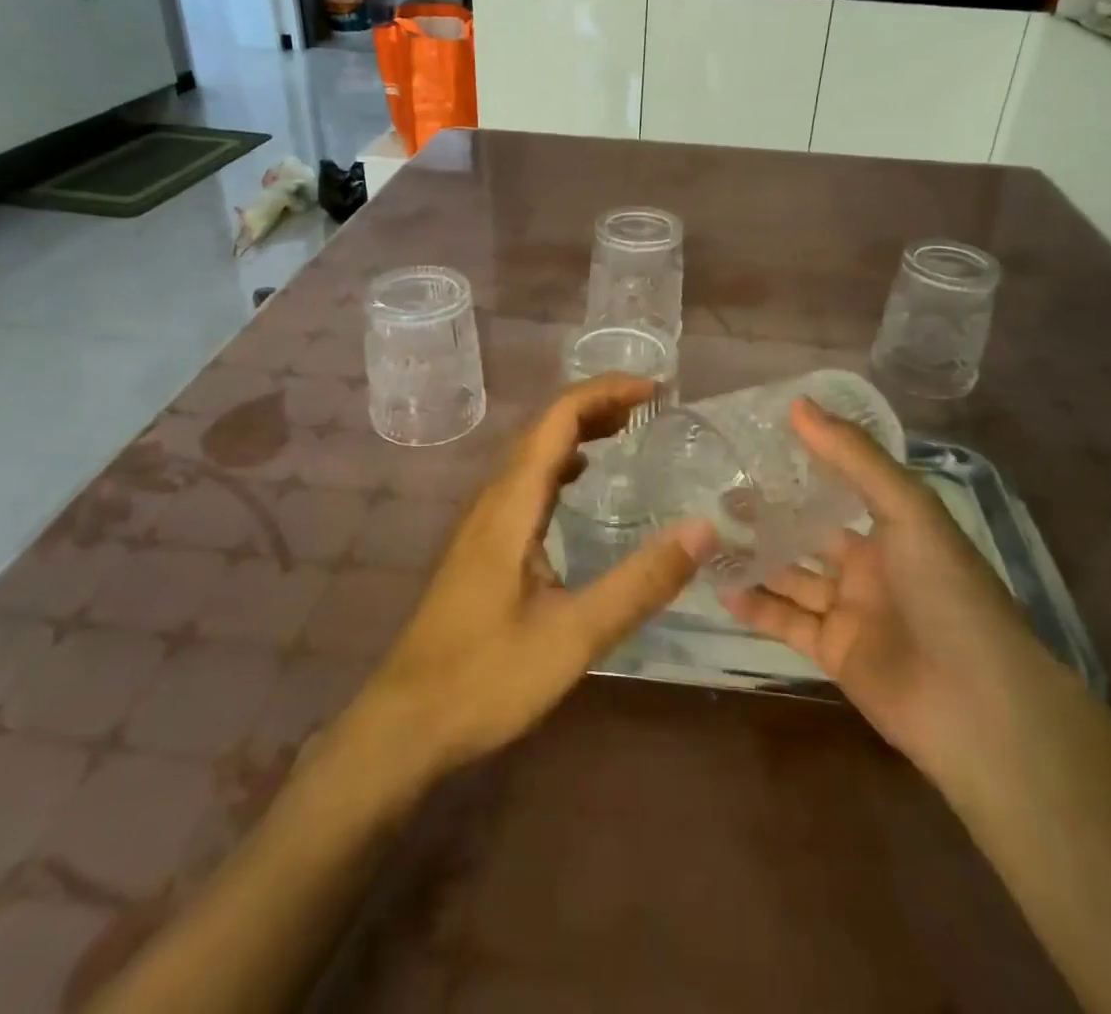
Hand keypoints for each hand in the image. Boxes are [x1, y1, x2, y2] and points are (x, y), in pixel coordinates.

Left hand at [359, 375, 713, 777]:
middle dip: (597, 403)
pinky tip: (582, 479)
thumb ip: (640, 583)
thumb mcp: (575, 635)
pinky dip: (562, 462)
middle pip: (544, 426)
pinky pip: (527, 481)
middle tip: (652, 404)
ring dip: (578, 429)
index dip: (606, 391)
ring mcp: (484, 520)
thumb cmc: (487, 677)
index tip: (655, 389)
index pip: (558, 418)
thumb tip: (703, 529)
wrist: (406, 721)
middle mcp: (494, 499)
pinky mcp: (483, 543)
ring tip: (627, 428)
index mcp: (512, 504)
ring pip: (533, 452)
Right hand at [721, 398, 1035, 765]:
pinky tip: (720, 587)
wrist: (976, 703)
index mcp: (896, 526)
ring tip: (707, 535)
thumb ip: (853, 456)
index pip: (843, 485)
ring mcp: (852, 610)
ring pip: (792, 576)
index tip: (758, 442)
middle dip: (769, 515)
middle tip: (719, 493)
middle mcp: (872, 564)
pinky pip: (787, 622)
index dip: (805, 464)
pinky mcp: (834, 651)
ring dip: (755, 558)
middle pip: (809, 532)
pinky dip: (756, 606)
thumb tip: (798, 403)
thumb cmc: (946, 590)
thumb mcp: (906, 508)